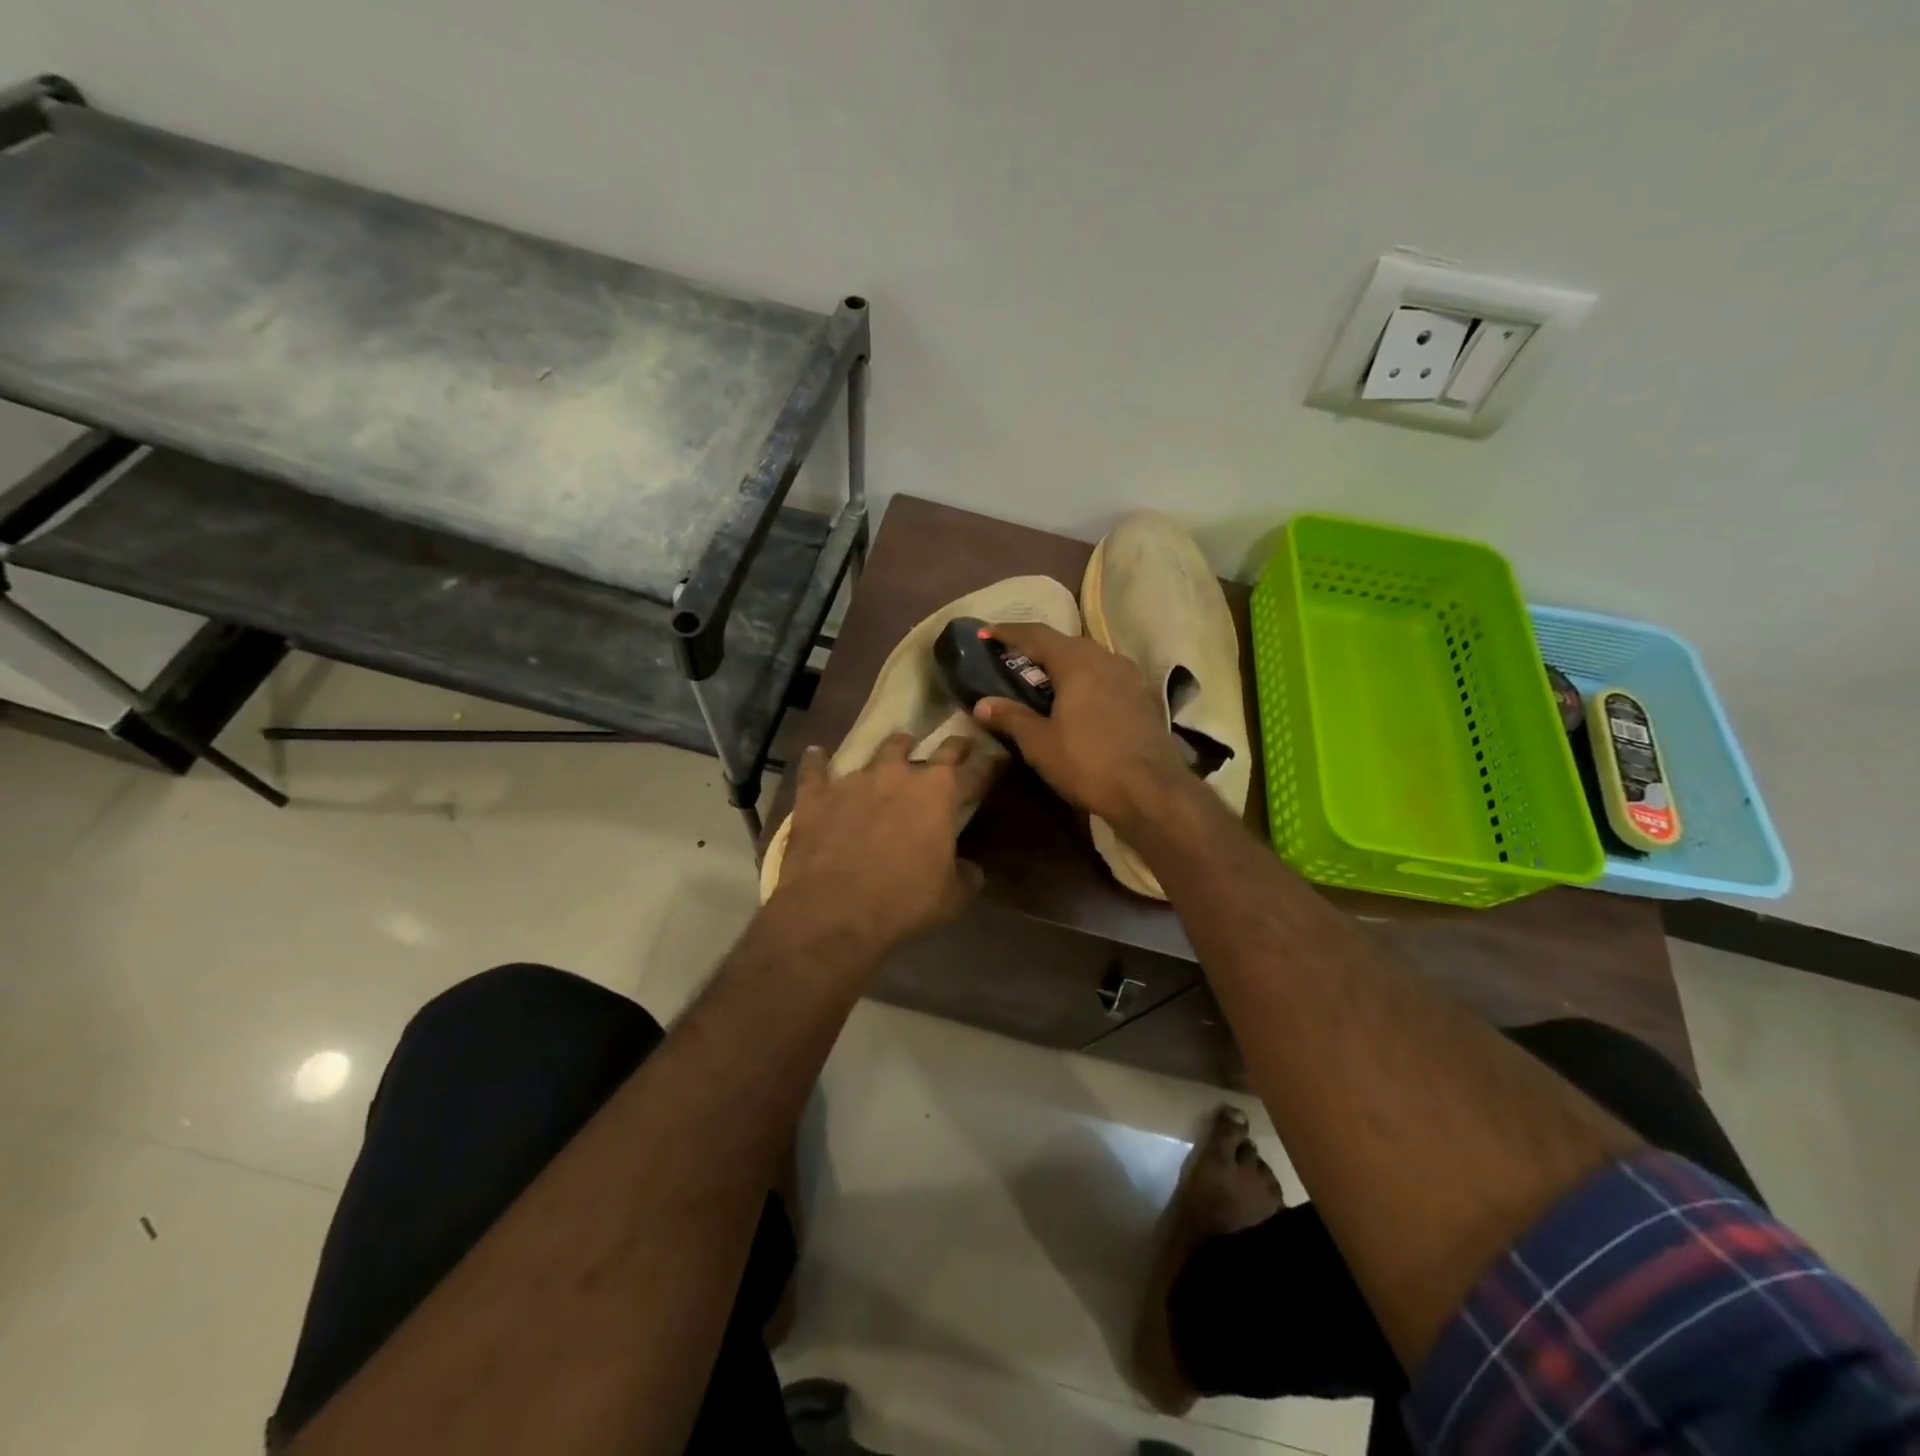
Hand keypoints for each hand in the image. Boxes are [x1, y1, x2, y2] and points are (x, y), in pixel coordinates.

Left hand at [770, 733, 996, 957]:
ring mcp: (855, 781)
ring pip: (879, 752)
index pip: (973, 770)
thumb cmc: (903, 902)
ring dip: (892, 749)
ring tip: (897, 746)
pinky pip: (815, 771)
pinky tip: (815, 753)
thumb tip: (972, 870)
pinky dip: (817, 762)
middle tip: (955, 745)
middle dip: (947, 746)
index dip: (987, 762)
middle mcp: (899, 775)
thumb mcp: (951, 898)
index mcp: (939, 794)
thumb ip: (966, 877)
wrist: (832, 911)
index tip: (995, 756)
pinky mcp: (817, 796)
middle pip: (930, 749)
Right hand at [972, 622, 1190, 829]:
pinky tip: (1079, 701)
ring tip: (1045, 680)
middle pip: (1066, 643)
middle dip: (1038, 648)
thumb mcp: (1040, 744)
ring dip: (1065, 664)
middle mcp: (1106, 658)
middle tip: (1013, 660)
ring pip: (1090, 659)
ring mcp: (1130, 677)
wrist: (1152, 791)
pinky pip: (1107, 677)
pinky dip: (1086, 680)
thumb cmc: (1088, 763)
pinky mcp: (1144, 697)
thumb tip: (983, 704)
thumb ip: (1011, 718)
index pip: (1036, 635)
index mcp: (1077, 662)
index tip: (986, 634)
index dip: (1008, 632)